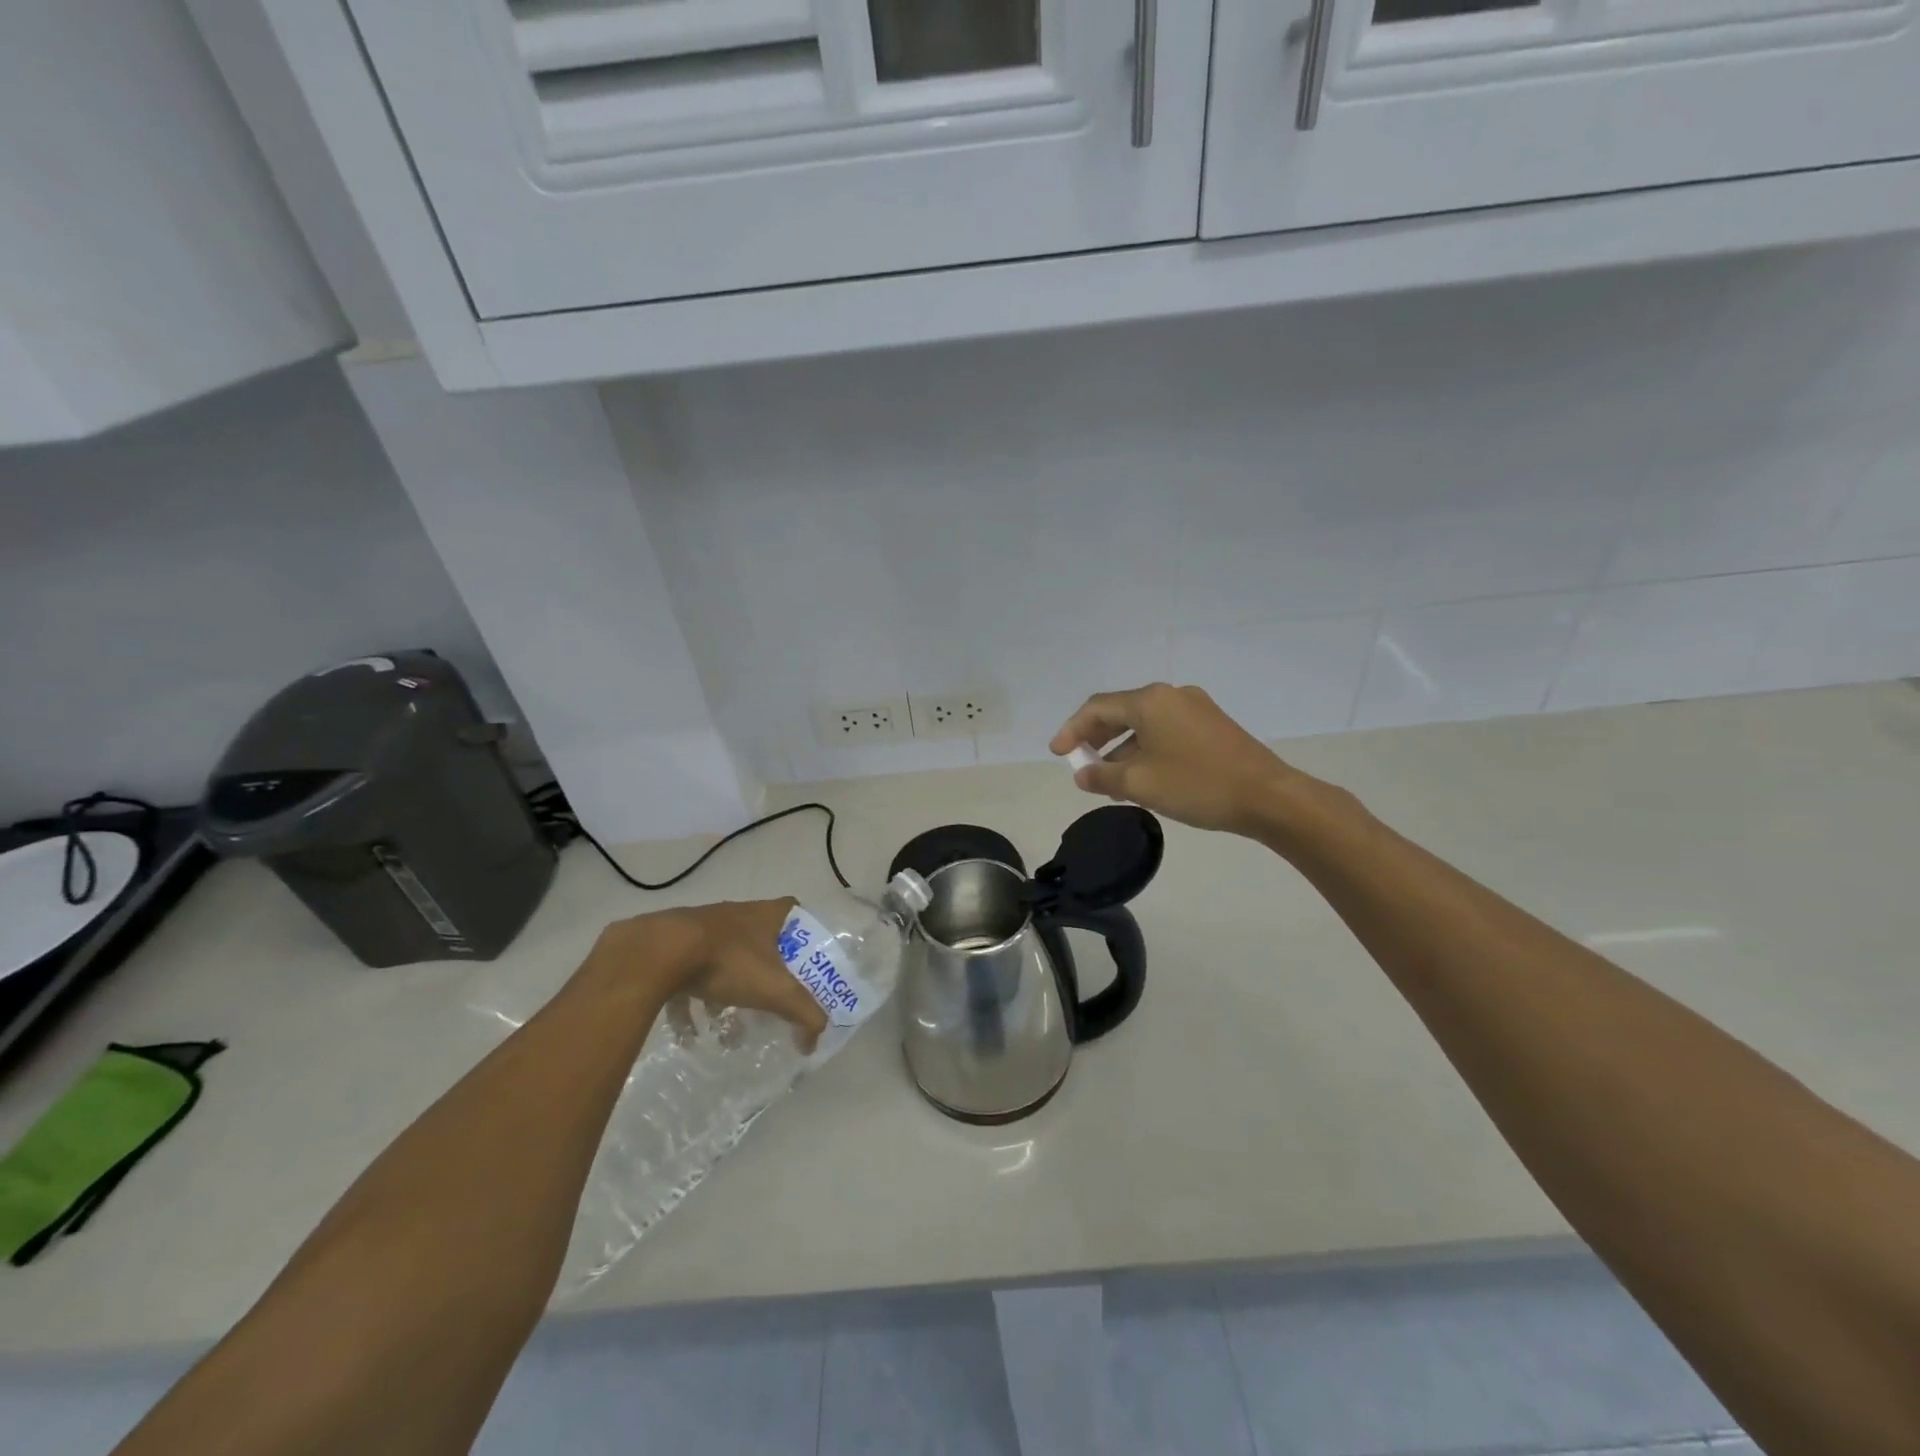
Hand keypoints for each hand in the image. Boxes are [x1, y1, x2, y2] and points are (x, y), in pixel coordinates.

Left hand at [590, 899, 827, 1053]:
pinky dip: (690, 1006)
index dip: (803, 933)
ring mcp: (700, 929)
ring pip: (722, 960)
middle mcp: (735, 915)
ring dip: (726, 993)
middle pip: (758, 941)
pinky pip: (687, 977)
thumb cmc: (728, 961)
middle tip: (768, 1000)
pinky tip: (689, 1035)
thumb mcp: (775, 990)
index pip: (794, 911)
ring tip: (725, 1028)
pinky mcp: (670, 947)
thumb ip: (803, 1013)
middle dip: (764, 973)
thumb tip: (814, 1041)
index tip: (805, 960)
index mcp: (765, 915)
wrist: (659, 953)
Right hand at [1050, 683, 1297, 835]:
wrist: (1268, 796)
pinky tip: (1144, 776)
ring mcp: (1195, 708)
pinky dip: (1145, 749)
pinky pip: (1166, 731)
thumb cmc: (1197, 785)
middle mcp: (1171, 695)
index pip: (1097, 708)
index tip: (1057, 753)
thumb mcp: (1140, 784)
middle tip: (1081, 763)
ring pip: (1145, 724)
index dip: (1072, 730)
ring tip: (1109, 779)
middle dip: (1096, 737)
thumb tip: (1082, 774)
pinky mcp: (1212, 725)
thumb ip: (1103, 776)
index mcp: (1150, 700)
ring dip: (1121, 748)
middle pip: (1121, 711)